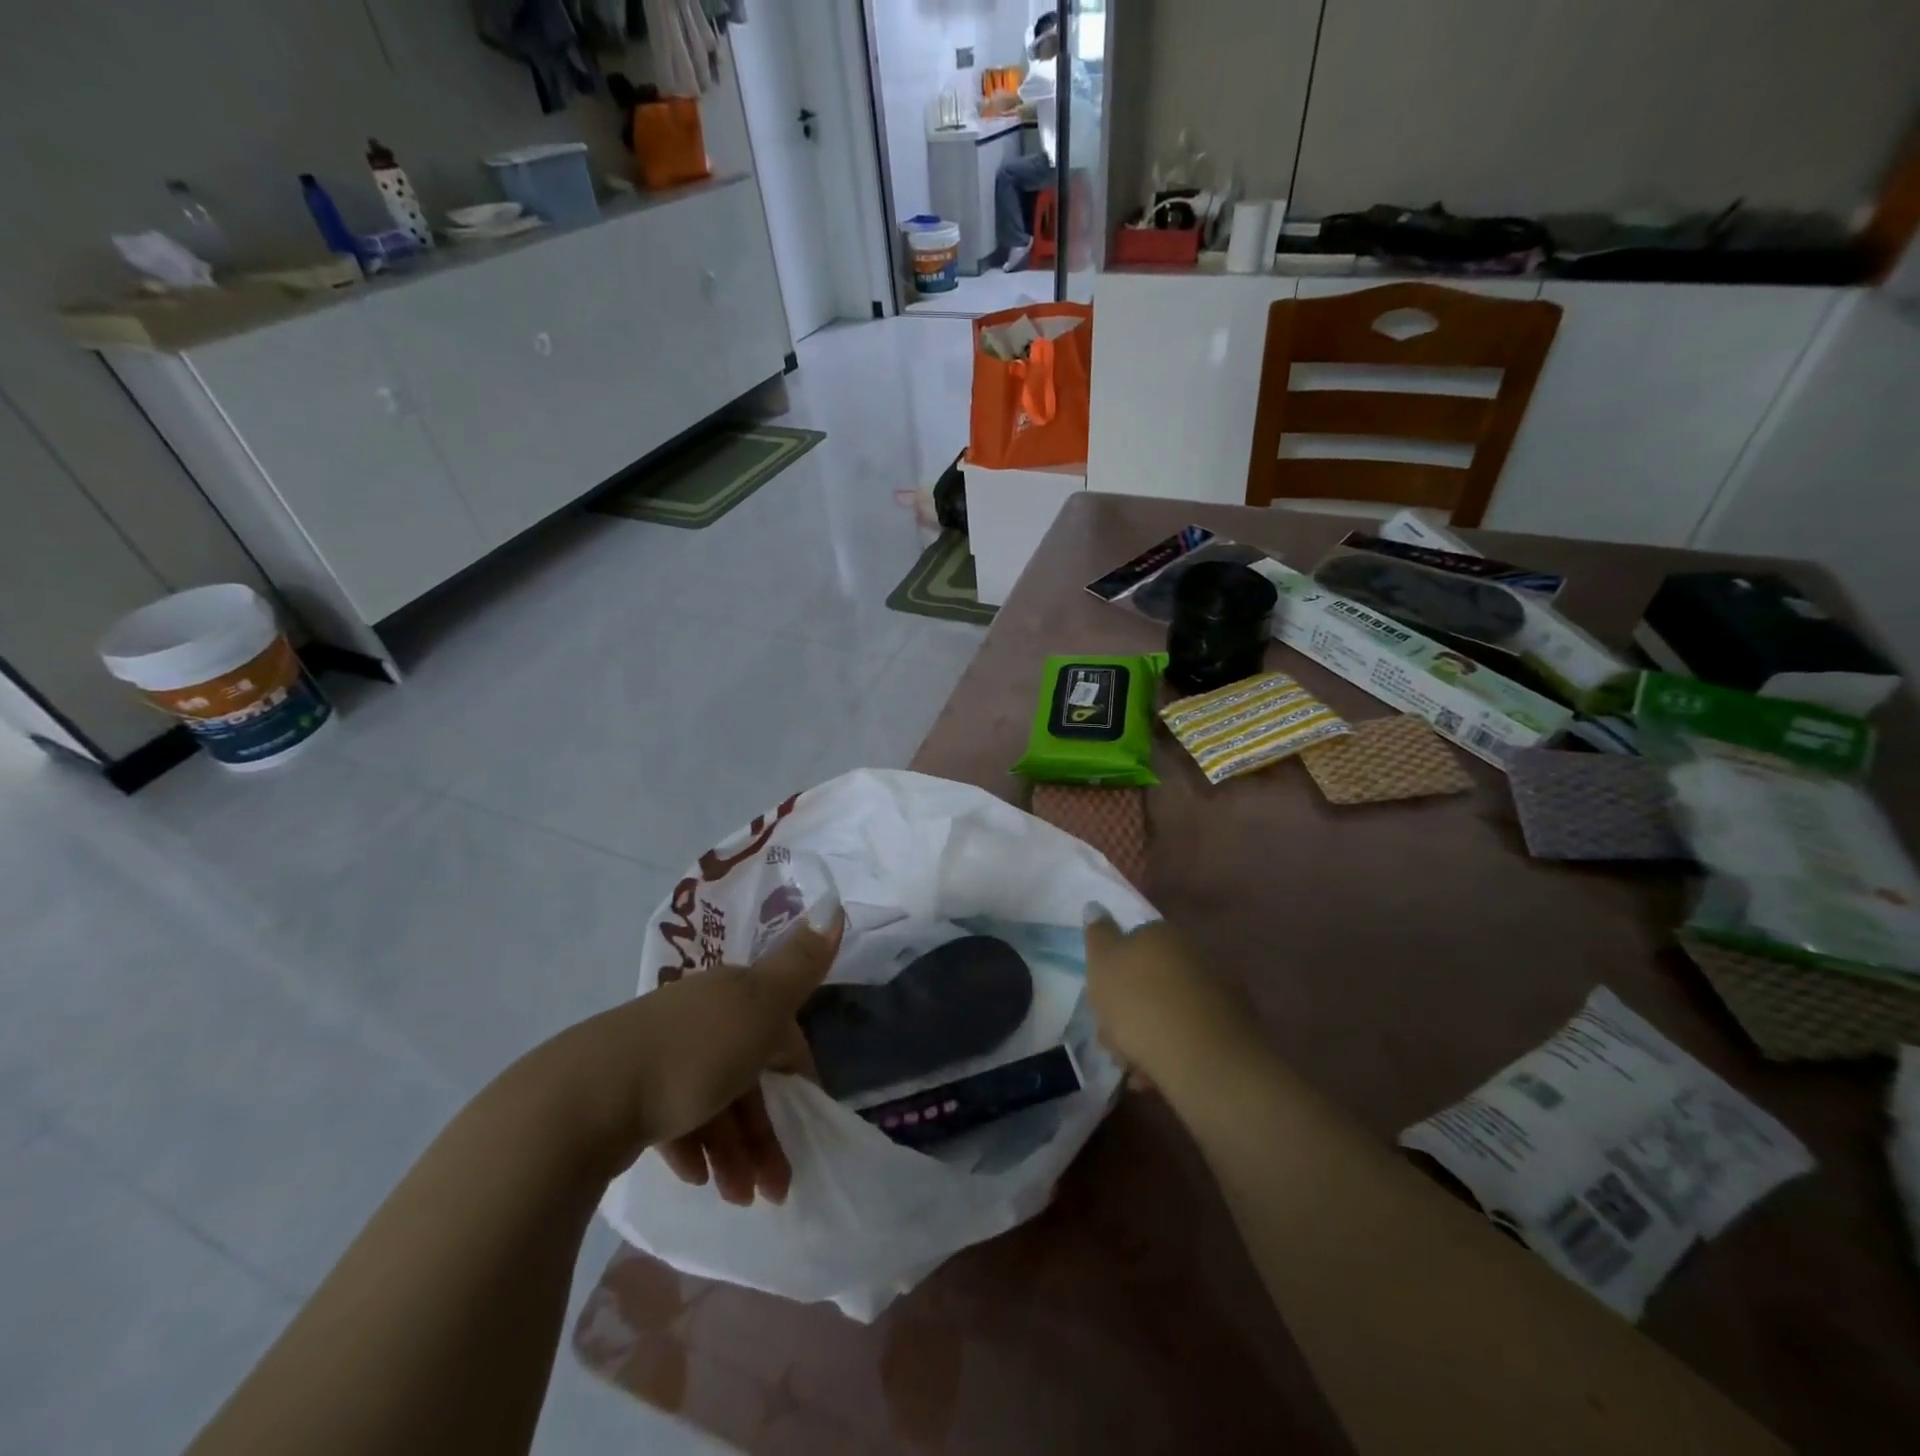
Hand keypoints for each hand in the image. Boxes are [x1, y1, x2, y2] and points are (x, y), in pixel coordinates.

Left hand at [544, 911, 842, 1204]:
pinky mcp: (628, 1093)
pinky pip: (674, 1120)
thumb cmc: (692, 1053)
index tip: (808, 1118)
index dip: (798, 1074)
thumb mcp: (762, 1005)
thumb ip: (801, 964)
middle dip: (766, 1131)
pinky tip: (697, 1180)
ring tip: (741, 1199)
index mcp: (732, 994)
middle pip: (747, 1075)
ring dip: (734, 1152)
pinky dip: (693, 1148)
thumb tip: (835, 904)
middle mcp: (699, 1017)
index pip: (779, 1031)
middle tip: (777, 1189)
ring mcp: (661, 1054)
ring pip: (713, 1103)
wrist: (585, 1097)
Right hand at [1083, 908, 1261, 1094]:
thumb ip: (1098, 934)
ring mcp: (1218, 989)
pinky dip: (1173, 1051)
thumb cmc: (1140, 1004)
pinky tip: (1157, 1077)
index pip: (1132, 943)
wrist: (1203, 1058)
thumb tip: (1096, 906)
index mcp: (1161, 932)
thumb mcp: (1102, 963)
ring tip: (1133, 1068)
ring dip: (1150, 1034)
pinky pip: (1191, 1035)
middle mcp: (1193, 952)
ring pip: (1170, 1009)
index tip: (1102, 1002)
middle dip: (1131, 1008)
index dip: (1113, 974)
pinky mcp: (1234, 1027)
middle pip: (1152, 979)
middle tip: (1113, 1040)